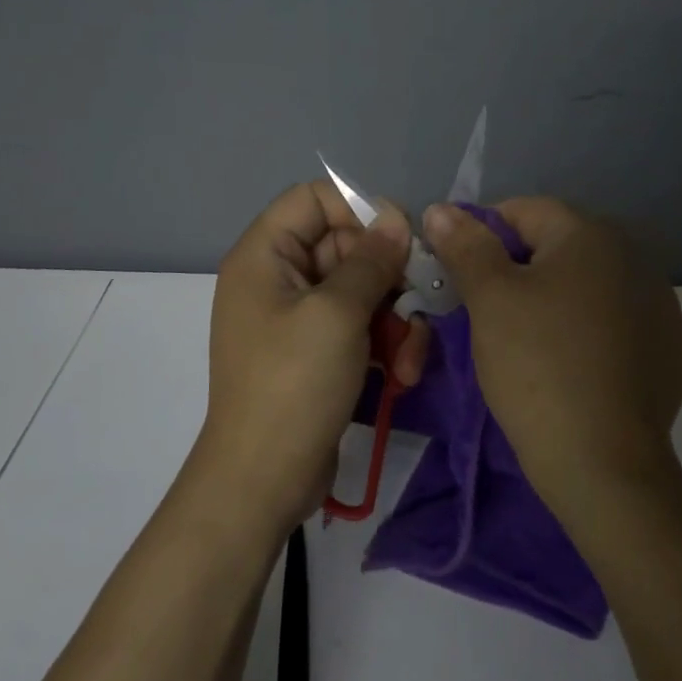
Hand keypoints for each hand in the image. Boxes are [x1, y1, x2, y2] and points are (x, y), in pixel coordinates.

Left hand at [197, 181, 430, 534]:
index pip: (314, 199)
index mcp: (265, 255)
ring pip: (361, 290)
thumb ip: (371, 260)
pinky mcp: (318, 353)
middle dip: (388, 276)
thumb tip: (396, 218)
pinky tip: (403, 375)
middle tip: (418, 301)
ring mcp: (298, 318)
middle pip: (345, 246)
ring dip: (395, 318)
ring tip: (410, 357)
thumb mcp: (338, 314)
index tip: (400, 238)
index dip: (359, 209)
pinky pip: (359, 326)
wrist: (263, 481)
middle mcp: (278, 278)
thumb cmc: (294, 385)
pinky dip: (385, 345)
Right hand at [421, 198, 681, 514]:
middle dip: (521, 268)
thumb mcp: (490, 299)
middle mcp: (636, 256)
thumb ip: (466, 245)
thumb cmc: (537, 366)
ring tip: (531, 341)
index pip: (523, 211)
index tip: (461, 276)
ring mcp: (662, 305)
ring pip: (591, 285)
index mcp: (591, 235)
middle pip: (560, 246)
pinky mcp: (673, 349)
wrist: (603, 464)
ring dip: (559, 297)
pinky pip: (619, 322)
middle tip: (489, 312)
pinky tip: (576, 364)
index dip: (482, 236)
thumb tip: (442, 209)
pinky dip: (593, 330)